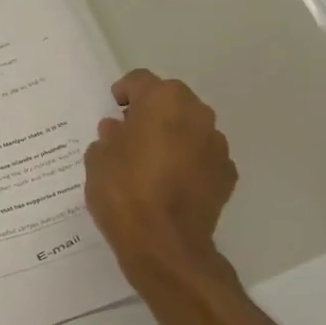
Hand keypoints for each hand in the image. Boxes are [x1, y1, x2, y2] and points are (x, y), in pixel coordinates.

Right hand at [83, 70, 238, 285]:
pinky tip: (171, 184)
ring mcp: (217, 144)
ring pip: (191, 128)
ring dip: (173, 136)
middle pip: (171, 100)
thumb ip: (108, 138)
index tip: (113, 108)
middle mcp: (196, 113)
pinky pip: (203, 157)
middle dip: (152, 112)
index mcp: (162, 101)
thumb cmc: (123, 192)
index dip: (124, 92)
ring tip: (151, 161)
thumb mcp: (98, 160)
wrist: (164, 244)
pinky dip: (189, 162)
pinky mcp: (227, 174)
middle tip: (130, 133)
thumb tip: (117, 131)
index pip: (140, 81)